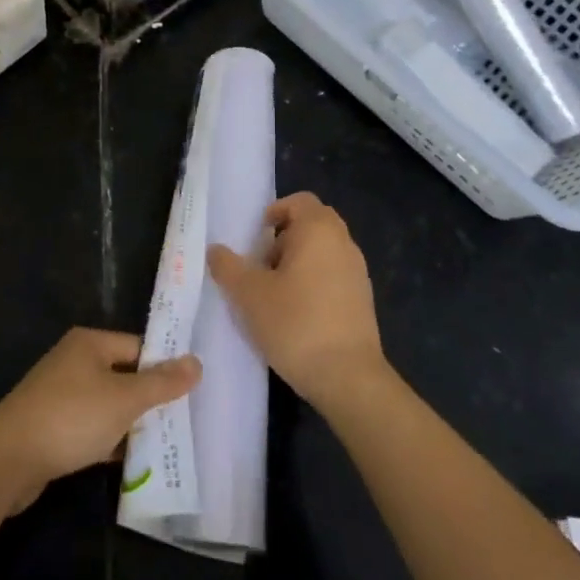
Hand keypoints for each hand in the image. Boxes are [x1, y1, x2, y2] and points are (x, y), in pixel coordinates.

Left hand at [0, 328, 200, 514]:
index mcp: (90, 343)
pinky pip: (89, 427)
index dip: (163, 368)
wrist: (6, 460)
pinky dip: (108, 440)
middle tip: (181, 422)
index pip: (138, 348)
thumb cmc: (71, 417)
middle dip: (148, 400)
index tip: (189, 393)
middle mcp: (73, 361)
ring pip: (106, 404)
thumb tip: (197, 362)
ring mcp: (59, 394)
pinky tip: (127, 461)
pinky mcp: (50, 426)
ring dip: (129, 423)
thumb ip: (162, 383)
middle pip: (123, 375)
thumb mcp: (124, 399)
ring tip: (162, 445)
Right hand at [207, 192, 386, 408]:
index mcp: (319, 229)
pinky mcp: (363, 299)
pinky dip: (314, 283)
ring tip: (275, 295)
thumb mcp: (249, 294)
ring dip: (298, 263)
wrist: (348, 377)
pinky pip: (334, 275)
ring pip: (322, 252)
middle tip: (261, 267)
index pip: (298, 201)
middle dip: (283, 240)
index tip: (255, 240)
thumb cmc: (295, 323)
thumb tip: (215, 250)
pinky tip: (297, 315)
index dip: (274, 213)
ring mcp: (358, 271)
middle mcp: (343, 242)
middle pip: (311, 225)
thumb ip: (228, 267)